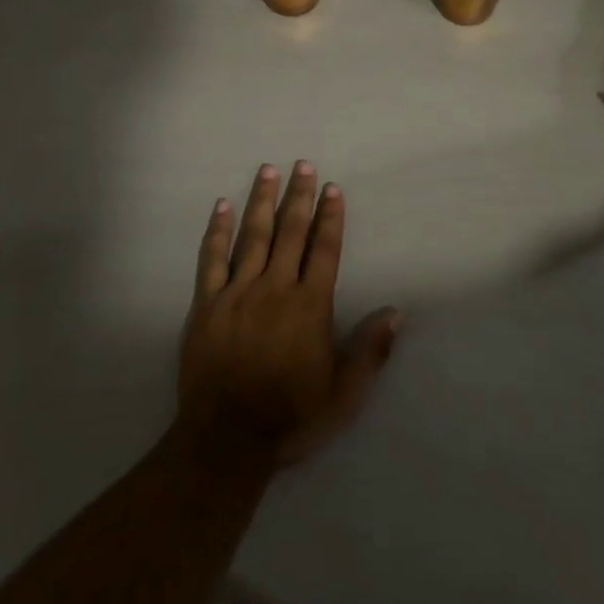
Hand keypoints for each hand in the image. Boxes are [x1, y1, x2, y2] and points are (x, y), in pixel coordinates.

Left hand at [179, 162, 400, 466]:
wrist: (226, 439)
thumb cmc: (290, 417)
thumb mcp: (343, 394)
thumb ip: (370, 350)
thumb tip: (397, 311)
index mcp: (309, 306)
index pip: (325, 250)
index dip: (330, 217)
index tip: (332, 188)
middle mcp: (275, 288)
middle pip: (290, 232)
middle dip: (299, 196)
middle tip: (303, 164)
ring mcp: (237, 292)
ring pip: (253, 236)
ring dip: (262, 200)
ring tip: (268, 170)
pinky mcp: (207, 303)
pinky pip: (212, 258)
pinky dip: (217, 230)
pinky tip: (222, 206)